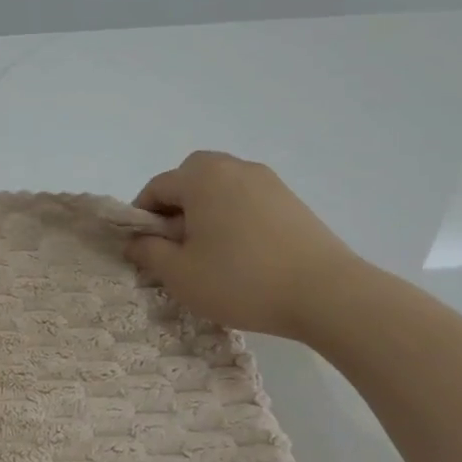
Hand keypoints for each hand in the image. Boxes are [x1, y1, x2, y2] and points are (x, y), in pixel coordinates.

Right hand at [126, 150, 363, 340]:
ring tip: (210, 254)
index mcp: (202, 177)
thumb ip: (148, 252)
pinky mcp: (291, 200)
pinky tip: (242, 255)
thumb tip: (135, 241)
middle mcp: (234, 167)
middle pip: (190, 179)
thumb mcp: (180, 274)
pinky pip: (247, 200)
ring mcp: (267, 181)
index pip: (156, 187)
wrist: (326, 293)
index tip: (143, 250)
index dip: (141, 218)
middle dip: (175, 209)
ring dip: (205, 213)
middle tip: (176, 248)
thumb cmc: (241, 280)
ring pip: (220, 189)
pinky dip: (233, 218)